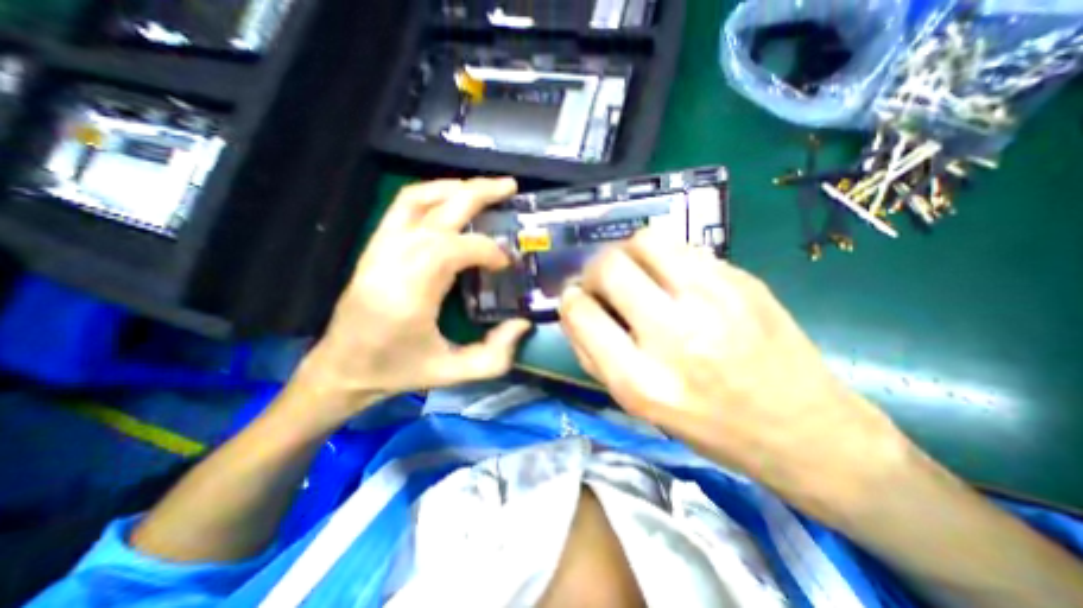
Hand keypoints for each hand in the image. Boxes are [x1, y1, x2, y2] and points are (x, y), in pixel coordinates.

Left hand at [294, 177, 531, 424]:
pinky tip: (453, 198)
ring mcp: (379, 248)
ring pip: (417, 198)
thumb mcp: (452, 373)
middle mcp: (392, 260)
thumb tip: (523, 323)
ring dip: (455, 188)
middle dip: (478, 193)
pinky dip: (433, 194)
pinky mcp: (375, 246)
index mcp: (410, 292)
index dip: (488, 250)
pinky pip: (404, 206)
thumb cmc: (397, 371)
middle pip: (438, 210)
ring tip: (485, 188)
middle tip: (510, 186)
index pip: (454, 248)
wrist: (342, 369)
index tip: (507, 263)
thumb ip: (495, 355)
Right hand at [562, 229, 905, 521]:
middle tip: (603, 282)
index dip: (570, 300)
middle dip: (594, 269)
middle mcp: (674, 335)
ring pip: (646, 240)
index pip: (580, 313)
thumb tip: (574, 310)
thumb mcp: (639, 406)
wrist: (803, 429)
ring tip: (636, 271)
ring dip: (628, 252)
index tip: (576, 298)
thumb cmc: (709, 426)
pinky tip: (673, 276)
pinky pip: (683, 247)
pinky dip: (664, 256)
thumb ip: (596, 356)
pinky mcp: (742, 280)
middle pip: (609, 267)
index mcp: (641, 380)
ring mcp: (713, 300)